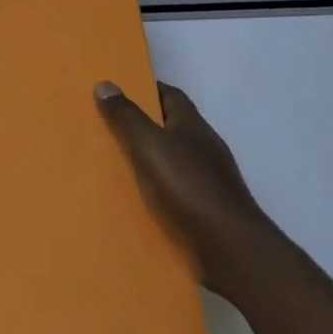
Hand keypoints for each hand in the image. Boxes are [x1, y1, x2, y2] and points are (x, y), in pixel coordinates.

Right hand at [95, 79, 269, 299]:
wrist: (230, 250)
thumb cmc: (190, 187)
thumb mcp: (150, 145)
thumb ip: (127, 117)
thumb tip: (105, 84)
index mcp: (192, 125)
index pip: (169, 95)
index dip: (144, 90)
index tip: (115, 92)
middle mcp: (202, 147)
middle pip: (168, 127)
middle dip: (139, 125)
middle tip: (102, 128)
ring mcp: (206, 180)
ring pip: (169, 161)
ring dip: (145, 161)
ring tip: (109, 165)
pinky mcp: (204, 210)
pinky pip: (172, 192)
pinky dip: (153, 192)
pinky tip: (132, 200)